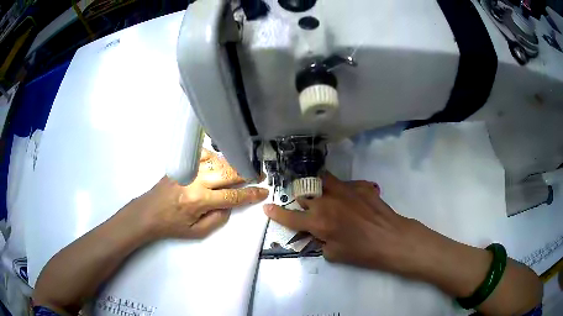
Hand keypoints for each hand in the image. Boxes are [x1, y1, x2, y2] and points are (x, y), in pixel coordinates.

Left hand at [132, 148, 268, 239]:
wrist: (148, 212)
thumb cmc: (172, 225)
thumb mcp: (197, 232)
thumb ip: (218, 219)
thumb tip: (230, 204)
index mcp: (200, 200)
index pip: (232, 196)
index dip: (250, 194)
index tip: (263, 191)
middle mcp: (195, 181)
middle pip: (228, 173)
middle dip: (247, 174)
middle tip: (258, 175)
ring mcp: (188, 170)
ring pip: (218, 162)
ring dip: (233, 166)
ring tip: (242, 170)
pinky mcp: (182, 165)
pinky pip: (202, 154)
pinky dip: (214, 156)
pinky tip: (218, 162)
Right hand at [264, 172, 416, 272]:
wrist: (391, 238)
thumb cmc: (362, 252)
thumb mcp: (334, 254)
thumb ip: (319, 241)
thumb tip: (316, 233)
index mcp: (318, 222)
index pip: (290, 217)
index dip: (276, 213)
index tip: (267, 207)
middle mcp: (326, 202)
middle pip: (303, 194)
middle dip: (300, 200)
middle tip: (306, 207)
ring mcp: (343, 190)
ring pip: (321, 180)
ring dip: (316, 186)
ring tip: (321, 193)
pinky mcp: (358, 186)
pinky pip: (343, 183)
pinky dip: (340, 189)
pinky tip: (348, 198)